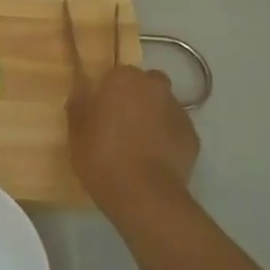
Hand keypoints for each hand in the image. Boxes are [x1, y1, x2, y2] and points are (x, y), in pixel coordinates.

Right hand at [67, 64, 199, 225]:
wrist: (143, 195)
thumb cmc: (102, 156)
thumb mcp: (76, 130)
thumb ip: (80, 104)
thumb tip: (83, 92)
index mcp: (125, 79)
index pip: (117, 74)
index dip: (109, 92)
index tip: (101, 111)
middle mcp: (156, 87)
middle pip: (147, 85)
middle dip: (137, 98)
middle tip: (121, 124)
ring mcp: (179, 111)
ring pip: (163, 107)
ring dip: (153, 118)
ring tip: (139, 146)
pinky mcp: (193, 137)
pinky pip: (176, 131)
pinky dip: (167, 139)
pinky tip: (155, 160)